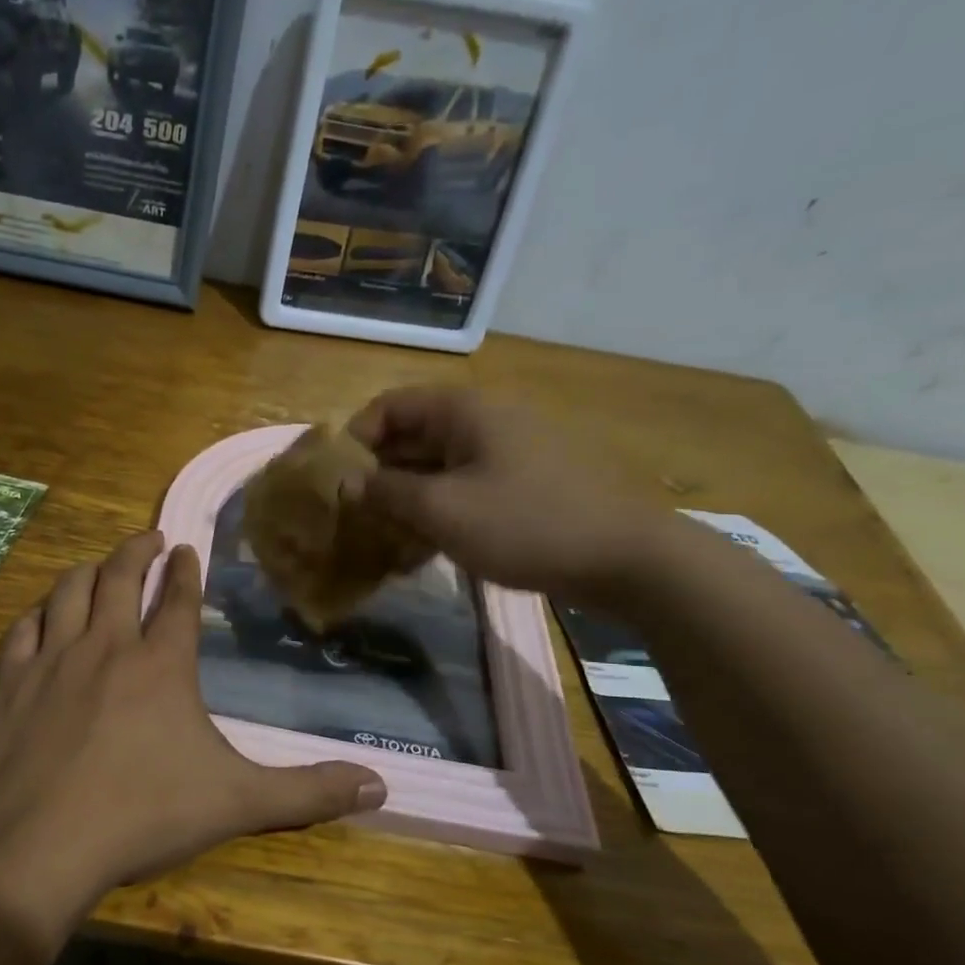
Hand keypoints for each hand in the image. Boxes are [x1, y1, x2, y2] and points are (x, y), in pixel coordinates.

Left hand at [0, 531, 386, 946]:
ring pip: (68, 593)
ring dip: (87, 570)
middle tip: (149, 538)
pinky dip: (37, 615)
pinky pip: (22, 631)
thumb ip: (308, 792)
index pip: (176, 600)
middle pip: (118, 577)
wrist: (36, 846)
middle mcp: (105, 647)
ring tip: (98, 564)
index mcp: (160, 665)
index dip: (185, 570)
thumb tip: (380, 788)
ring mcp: (51, 661)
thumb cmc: (141, 817)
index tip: (186, 548)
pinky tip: (41, 616)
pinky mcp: (9, 684)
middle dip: (137, 551)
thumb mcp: (237, 804)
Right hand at [347, 386, 661, 602]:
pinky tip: (423, 549)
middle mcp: (486, 422)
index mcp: (465, 412)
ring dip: (406, 498)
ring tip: (382, 538)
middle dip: (378, 474)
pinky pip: (466, 488)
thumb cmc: (525, 524)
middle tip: (354, 516)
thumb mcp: (442, 510)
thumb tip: (348, 482)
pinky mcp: (525, 485)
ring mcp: (509, 454)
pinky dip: (439, 511)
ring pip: (438, 467)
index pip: (391, 405)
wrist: (627, 559)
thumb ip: (387, 493)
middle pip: (413, 436)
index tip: (337, 481)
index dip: (357, 438)